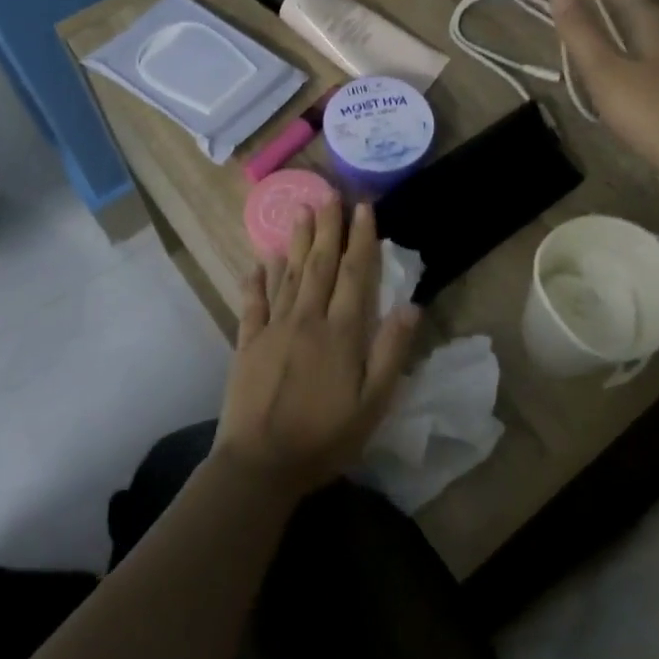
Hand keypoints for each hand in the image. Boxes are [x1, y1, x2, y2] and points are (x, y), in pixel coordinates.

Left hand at [214, 198, 419, 496]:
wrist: (261, 464)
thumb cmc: (325, 438)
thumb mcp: (373, 403)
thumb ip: (391, 352)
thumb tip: (412, 305)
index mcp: (341, 333)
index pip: (354, 274)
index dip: (361, 239)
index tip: (364, 208)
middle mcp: (307, 319)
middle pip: (319, 264)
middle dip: (327, 228)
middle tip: (329, 195)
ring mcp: (273, 329)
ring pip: (287, 275)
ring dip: (295, 242)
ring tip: (300, 211)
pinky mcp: (247, 343)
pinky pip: (253, 303)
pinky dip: (256, 280)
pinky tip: (258, 262)